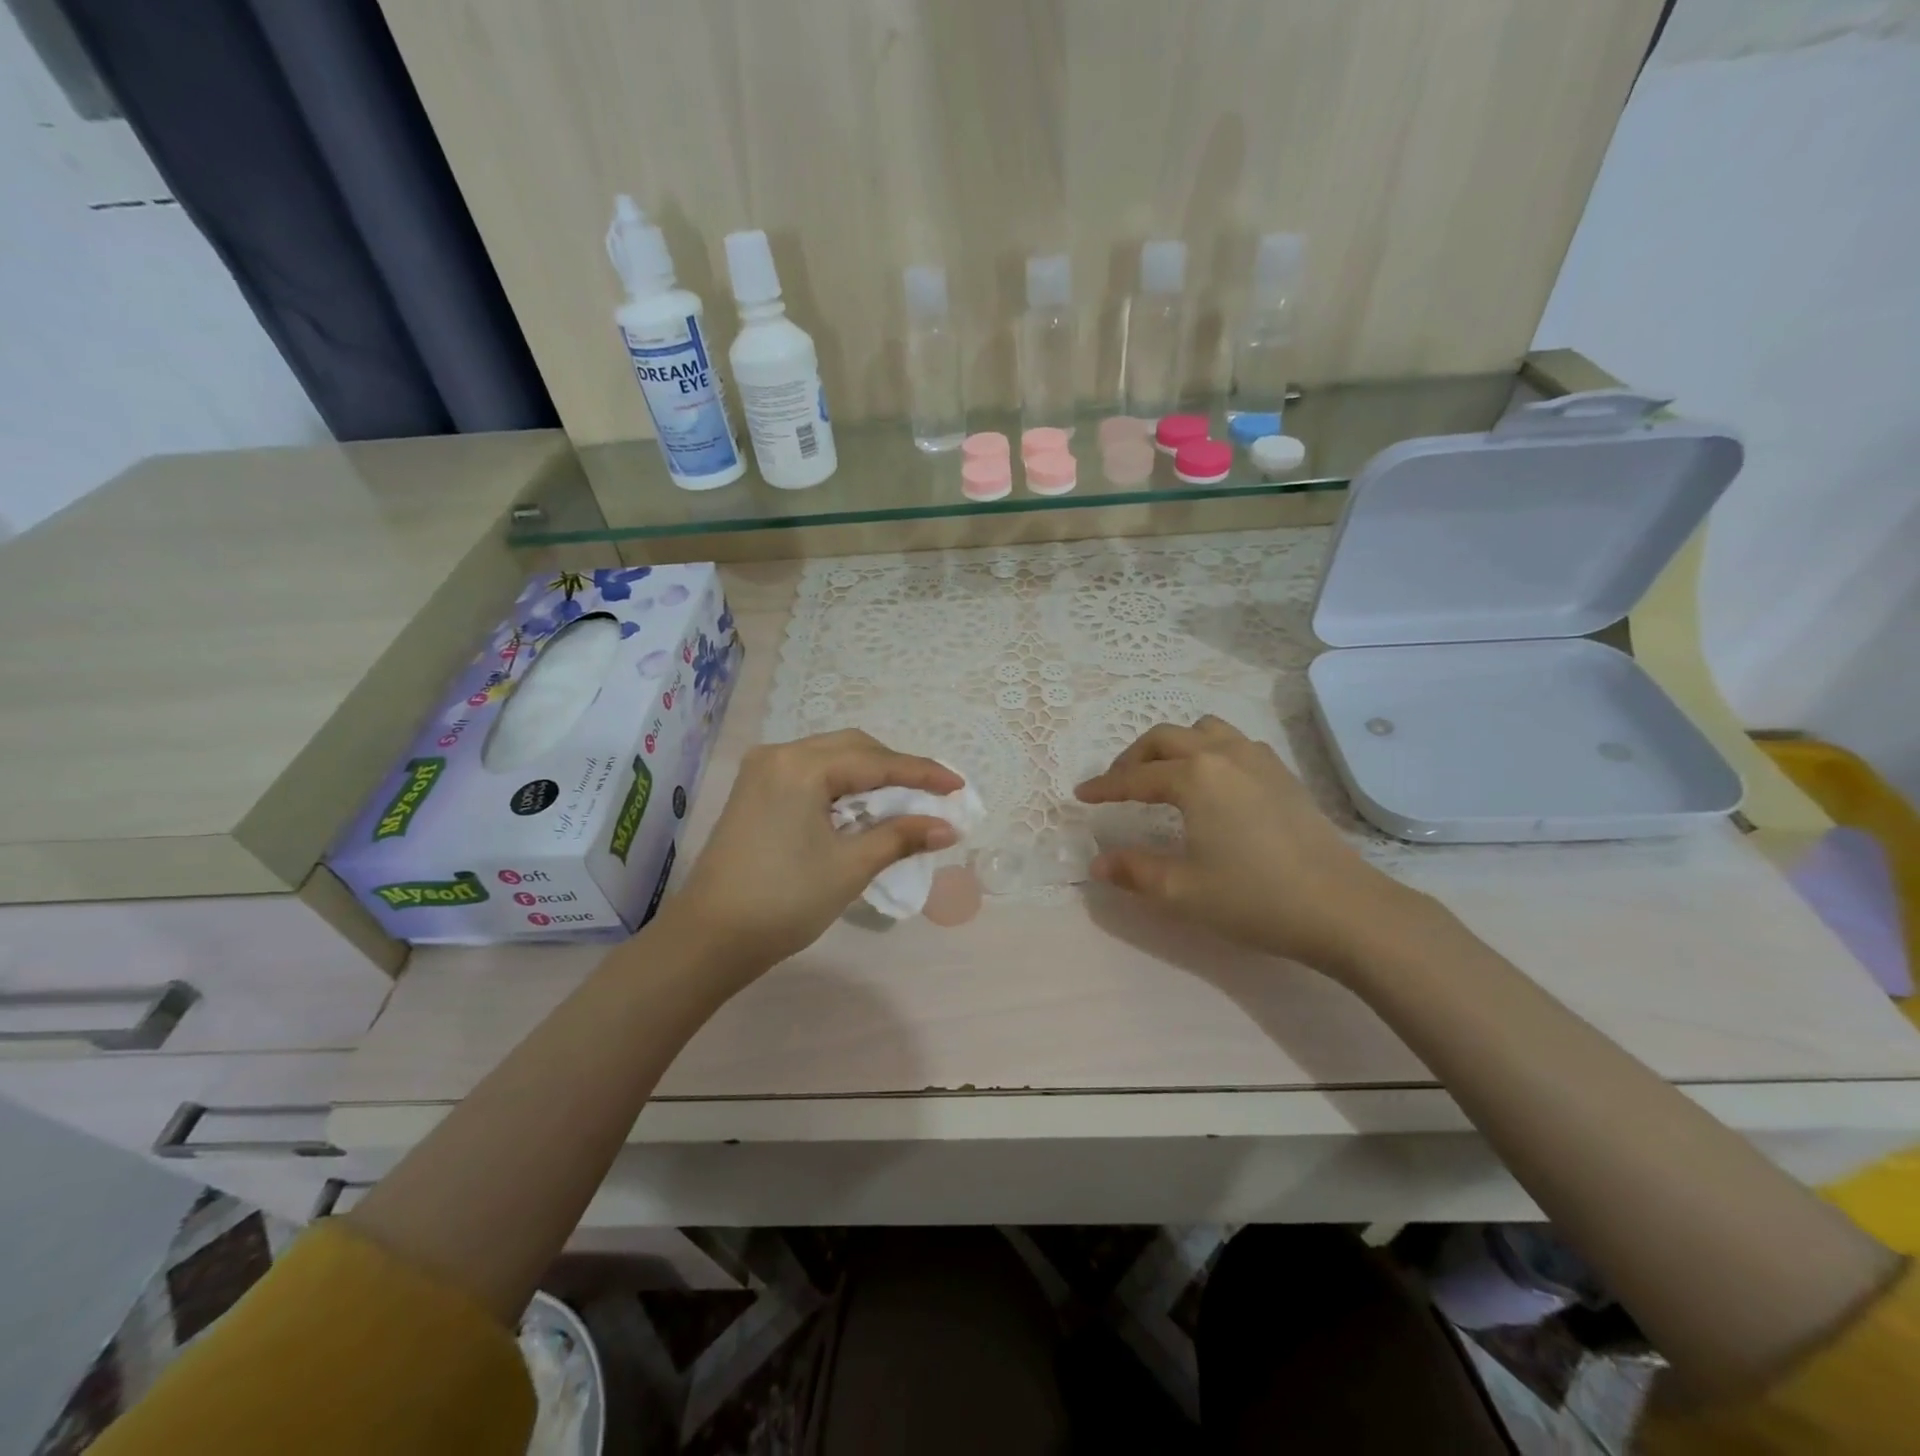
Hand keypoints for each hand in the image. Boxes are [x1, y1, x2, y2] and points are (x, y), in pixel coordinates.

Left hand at [669, 730, 962, 974]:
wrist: (709, 938)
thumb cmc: (783, 901)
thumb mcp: (849, 867)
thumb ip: (901, 837)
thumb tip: (948, 827)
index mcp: (801, 767)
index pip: (876, 762)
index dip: (922, 774)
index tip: (958, 787)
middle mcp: (779, 755)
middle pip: (853, 748)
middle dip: (896, 769)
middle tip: (932, 794)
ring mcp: (762, 771)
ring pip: (831, 758)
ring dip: (869, 776)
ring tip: (903, 802)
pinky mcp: (754, 791)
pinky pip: (810, 774)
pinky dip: (842, 786)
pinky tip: (861, 809)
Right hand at [1074, 717, 1419, 972]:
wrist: (1343, 908)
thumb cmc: (1255, 898)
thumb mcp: (1182, 891)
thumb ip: (1133, 872)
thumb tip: (1097, 863)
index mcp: (1194, 777)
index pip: (1135, 777)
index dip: (1104, 787)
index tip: (1081, 795)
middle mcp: (1223, 755)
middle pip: (1166, 738)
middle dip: (1134, 757)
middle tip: (1117, 784)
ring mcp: (1259, 760)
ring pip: (1204, 730)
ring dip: (1175, 745)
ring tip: (1164, 775)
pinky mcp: (1284, 774)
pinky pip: (1236, 743)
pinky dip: (1210, 750)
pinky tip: (1213, 783)